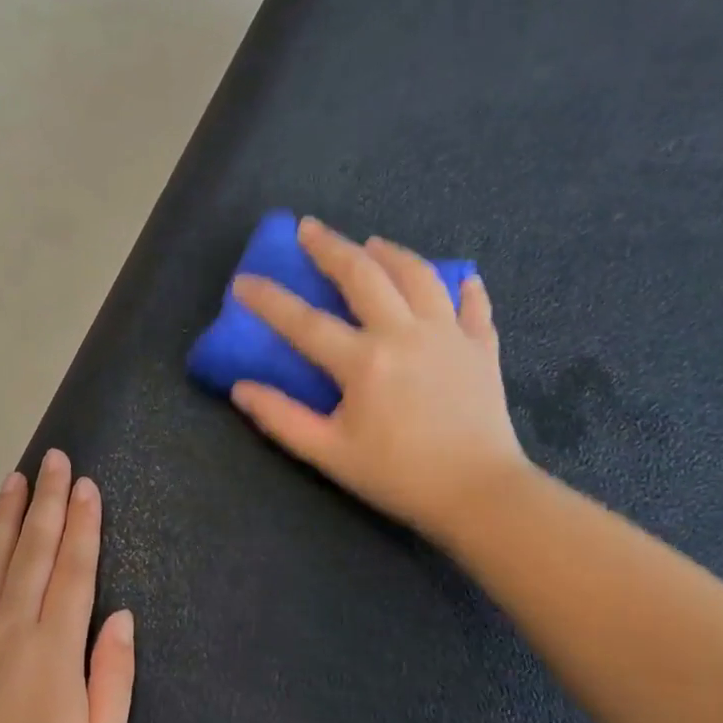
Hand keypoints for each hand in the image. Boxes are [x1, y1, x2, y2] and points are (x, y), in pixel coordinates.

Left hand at [0, 449, 136, 722]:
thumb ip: (113, 673)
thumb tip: (120, 616)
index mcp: (55, 645)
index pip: (74, 567)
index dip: (83, 522)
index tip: (86, 485)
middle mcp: (10, 627)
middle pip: (34, 551)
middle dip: (48, 501)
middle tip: (53, 460)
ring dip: (3, 521)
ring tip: (13, 483)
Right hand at [230, 216, 529, 544]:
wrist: (479, 494)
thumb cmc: (398, 476)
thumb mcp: (329, 454)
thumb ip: (282, 418)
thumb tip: (241, 388)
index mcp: (364, 361)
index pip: (304, 322)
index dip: (269, 300)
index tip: (243, 282)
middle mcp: (405, 333)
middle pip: (363, 275)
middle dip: (330, 247)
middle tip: (309, 228)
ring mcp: (448, 334)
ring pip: (418, 275)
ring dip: (391, 253)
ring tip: (372, 243)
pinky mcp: (481, 347)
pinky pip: (472, 304)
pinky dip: (462, 287)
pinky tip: (457, 280)